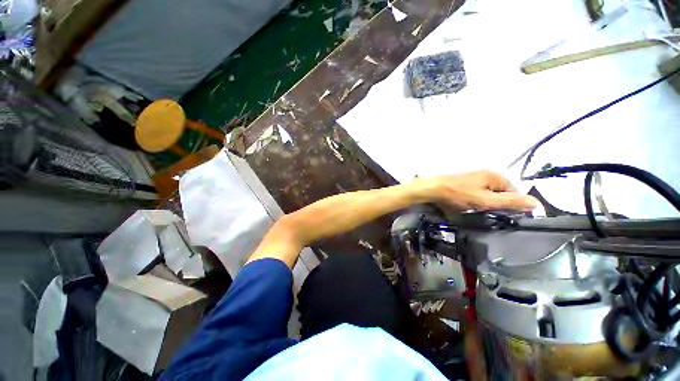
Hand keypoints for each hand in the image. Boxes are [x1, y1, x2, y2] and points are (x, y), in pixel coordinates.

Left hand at [417, 171, 537, 211]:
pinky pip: (477, 196)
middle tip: (489, 215)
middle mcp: (487, 176)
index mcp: (496, 177)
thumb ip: (510, 202)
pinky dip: (475, 203)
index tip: (506, 218)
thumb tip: (536, 203)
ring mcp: (475, 179)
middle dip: (497, 206)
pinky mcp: (465, 185)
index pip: (516, 193)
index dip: (514, 207)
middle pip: (501, 194)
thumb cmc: (458, 194)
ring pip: (488, 196)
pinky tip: (468, 208)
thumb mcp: (485, 201)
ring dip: (486, 205)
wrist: (432, 189)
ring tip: (477, 212)